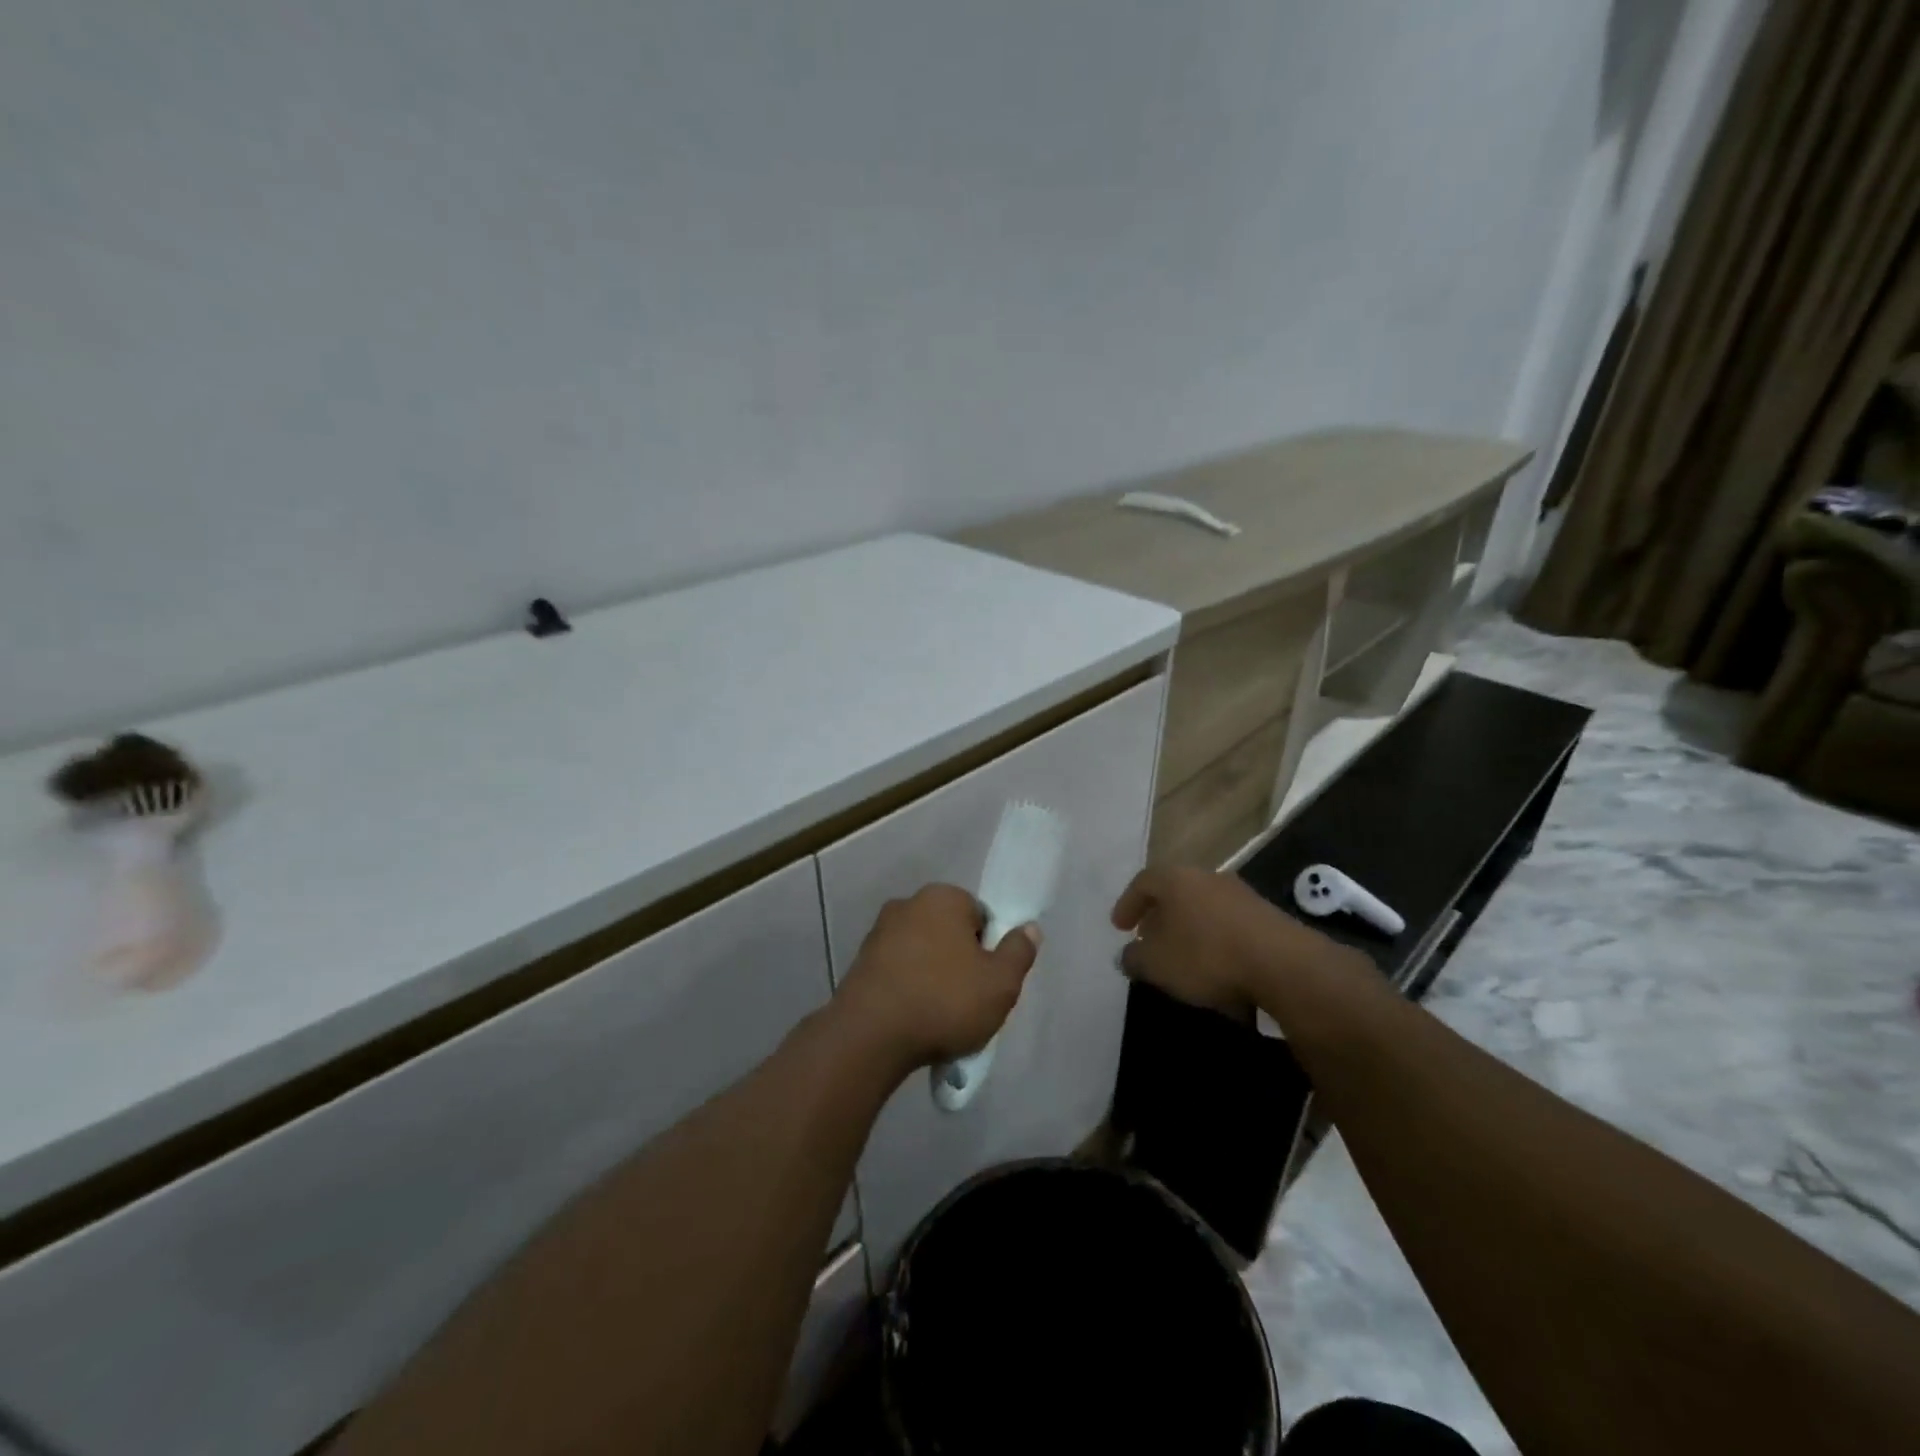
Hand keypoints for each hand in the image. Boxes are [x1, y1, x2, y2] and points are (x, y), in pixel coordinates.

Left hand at [834, 884, 1039, 1072]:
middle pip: (949, 932)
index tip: (987, 982)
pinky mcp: (860, 961)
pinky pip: (898, 970)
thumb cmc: (944, 1000)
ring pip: (922, 952)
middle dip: (960, 961)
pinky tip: (912, 1018)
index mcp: (944, 897)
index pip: (980, 916)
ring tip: (938, 1017)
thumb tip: (1029, 928)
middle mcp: (908, 903)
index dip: (989, 949)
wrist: (870, 1035)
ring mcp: (879, 931)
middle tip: (967, 1001)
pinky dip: (907, 988)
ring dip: (932, 975)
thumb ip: (1019, 951)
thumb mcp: (1000, 983)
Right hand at [1111, 865, 1362, 1022]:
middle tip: (1148, 940)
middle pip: (1175, 892)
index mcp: (1176, 879)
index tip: (1119, 927)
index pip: (1143, 882)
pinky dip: (1215, 941)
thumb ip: (1134, 958)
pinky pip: (1229, 925)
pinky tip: (1216, 967)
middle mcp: (1208, 877)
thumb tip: (1127, 955)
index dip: (1127, 904)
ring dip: (1189, 930)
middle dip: (1159, 917)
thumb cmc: (1206, 955)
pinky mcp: (1267, 917)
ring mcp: (1241, 895)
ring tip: (1181, 957)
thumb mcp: (1156, 964)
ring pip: (1204, 908)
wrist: (1283, 965)